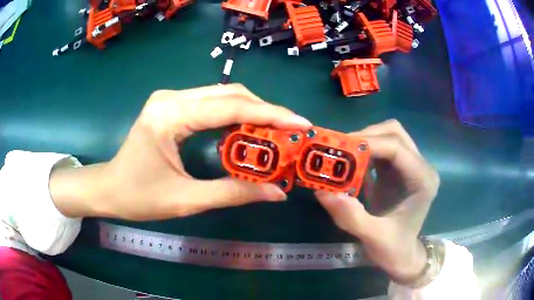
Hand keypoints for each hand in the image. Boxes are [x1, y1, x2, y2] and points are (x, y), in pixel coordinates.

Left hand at [50, 84, 311, 220]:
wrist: (109, 188)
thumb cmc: (139, 197)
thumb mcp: (186, 200)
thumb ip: (233, 193)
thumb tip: (276, 193)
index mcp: (170, 116)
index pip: (229, 107)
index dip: (270, 114)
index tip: (300, 123)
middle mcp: (172, 97)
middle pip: (229, 93)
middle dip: (265, 111)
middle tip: (291, 131)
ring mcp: (171, 98)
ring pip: (222, 94)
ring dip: (252, 111)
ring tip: (276, 132)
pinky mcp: (172, 105)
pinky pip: (211, 103)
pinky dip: (235, 114)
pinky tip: (248, 130)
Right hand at [315, 120, 439, 281]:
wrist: (402, 256)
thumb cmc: (394, 249)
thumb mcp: (374, 237)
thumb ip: (351, 217)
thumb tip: (322, 192)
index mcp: (423, 180)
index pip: (397, 148)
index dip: (369, 144)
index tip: (339, 150)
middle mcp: (420, 167)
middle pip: (394, 133)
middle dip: (366, 136)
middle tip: (339, 150)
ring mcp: (411, 166)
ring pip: (388, 136)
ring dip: (364, 141)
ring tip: (341, 155)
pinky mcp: (399, 170)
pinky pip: (382, 149)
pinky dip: (364, 151)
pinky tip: (350, 164)